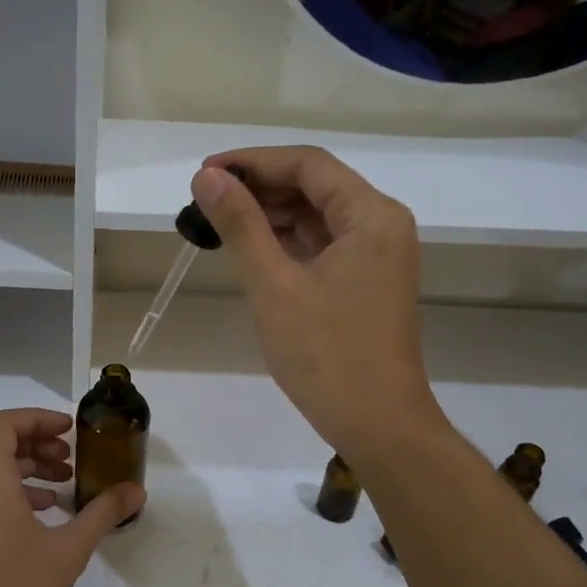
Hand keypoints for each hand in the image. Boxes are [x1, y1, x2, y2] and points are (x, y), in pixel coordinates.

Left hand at [0, 409, 144, 586]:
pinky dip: (18, 491)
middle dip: (37, 441)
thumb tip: (136, 490)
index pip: (2, 424)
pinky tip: (49, 513)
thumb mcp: (70, 548)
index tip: (69, 430)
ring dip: (29, 466)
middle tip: (72, 456)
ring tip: (66, 483)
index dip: (36, 418)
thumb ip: (103, 512)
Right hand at [192, 148, 446, 460]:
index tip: (204, 174)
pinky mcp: (366, 283)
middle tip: (204, 201)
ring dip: (270, 215)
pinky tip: (250, 248)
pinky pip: (323, 246)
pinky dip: (286, 243)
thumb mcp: (274, 285)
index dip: (252, 162)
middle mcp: (381, 226)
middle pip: (315, 186)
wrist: (377, 424)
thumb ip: (241, 225)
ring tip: (218, 223)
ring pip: (317, 217)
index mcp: (371, 216)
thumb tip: (208, 178)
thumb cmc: (326, 355)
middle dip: (259, 188)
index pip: (307, 165)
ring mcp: (376, 256)